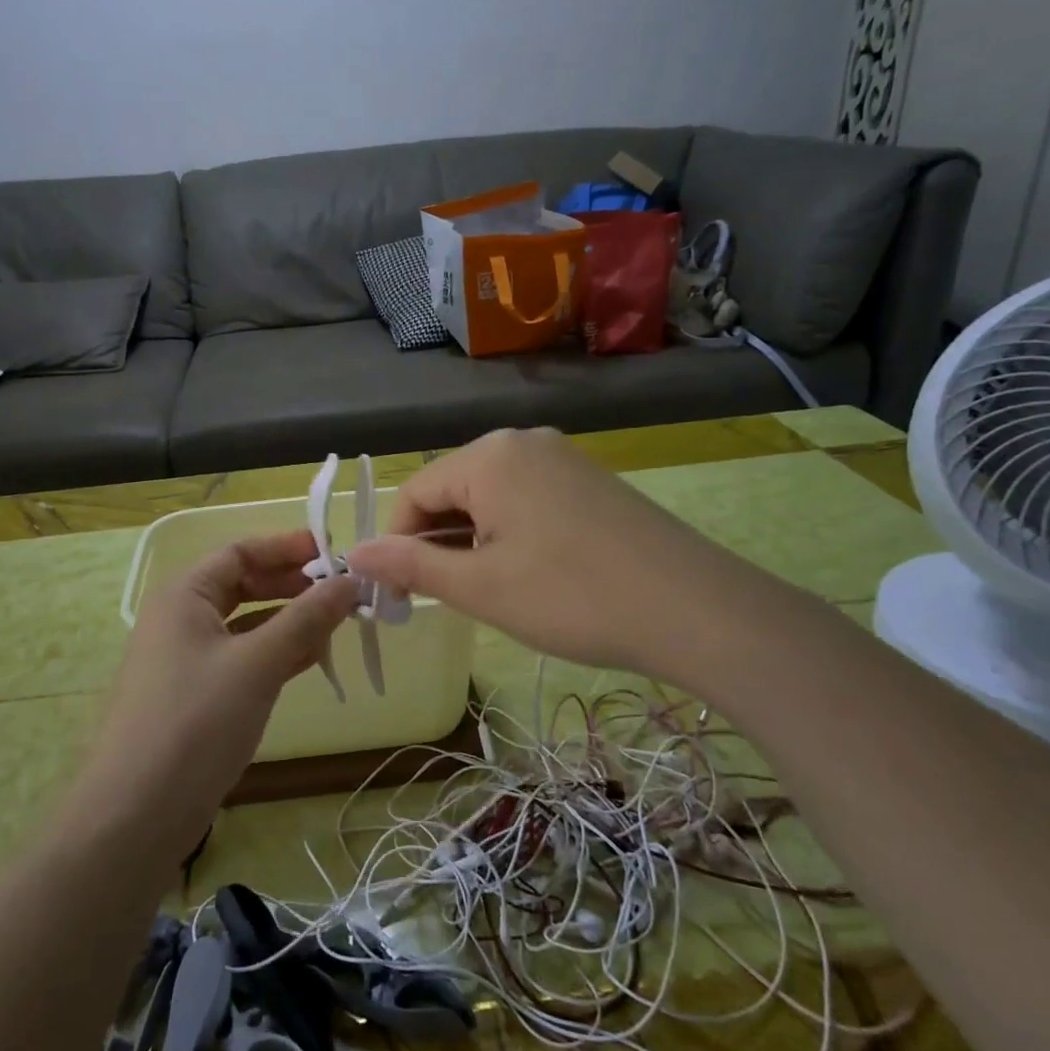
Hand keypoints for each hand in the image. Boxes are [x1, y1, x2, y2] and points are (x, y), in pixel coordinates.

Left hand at [75, 530, 357, 856]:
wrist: (135, 817)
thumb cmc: (195, 723)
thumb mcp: (257, 664)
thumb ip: (306, 619)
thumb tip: (349, 581)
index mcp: (184, 595)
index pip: (240, 552)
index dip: (287, 547)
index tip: (334, 552)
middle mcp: (181, 619)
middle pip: (243, 585)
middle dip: (292, 585)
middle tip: (341, 592)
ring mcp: (186, 659)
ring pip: (246, 624)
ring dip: (289, 621)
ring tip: (336, 625)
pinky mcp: (195, 696)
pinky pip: (242, 658)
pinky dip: (275, 654)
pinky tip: (310, 660)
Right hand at [345, 428, 747, 682]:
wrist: (695, 609)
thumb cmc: (571, 597)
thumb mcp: (480, 587)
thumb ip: (411, 565)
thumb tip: (354, 553)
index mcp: (488, 455)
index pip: (415, 493)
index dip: (397, 545)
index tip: (398, 596)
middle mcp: (522, 441)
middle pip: (452, 490)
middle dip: (438, 542)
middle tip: (448, 599)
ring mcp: (563, 457)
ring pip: (490, 496)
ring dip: (474, 540)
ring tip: (491, 590)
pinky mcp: (590, 479)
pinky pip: (527, 498)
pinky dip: (510, 532)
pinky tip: (530, 572)